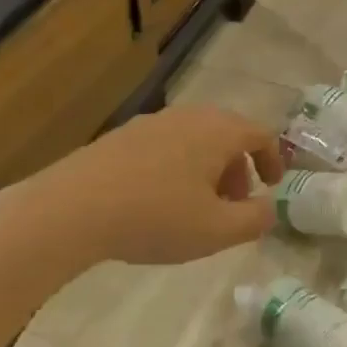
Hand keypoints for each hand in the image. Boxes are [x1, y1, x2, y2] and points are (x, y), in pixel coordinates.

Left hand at [2, 105, 283, 265]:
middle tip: (235, 203)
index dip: (274, 159)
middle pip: (229, 134)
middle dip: (239, 167)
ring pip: (197, 138)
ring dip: (209, 168)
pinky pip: (168, 144)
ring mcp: (155, 121)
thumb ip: (254, 220)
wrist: (72, 208)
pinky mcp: (125, 134)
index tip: (273, 185)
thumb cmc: (155, 217)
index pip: (261, 134)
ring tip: (198, 206)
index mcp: (219, 131)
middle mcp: (191, 116)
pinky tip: (160, 200)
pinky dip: (180, 165)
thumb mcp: (216, 231)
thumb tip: (270, 209)